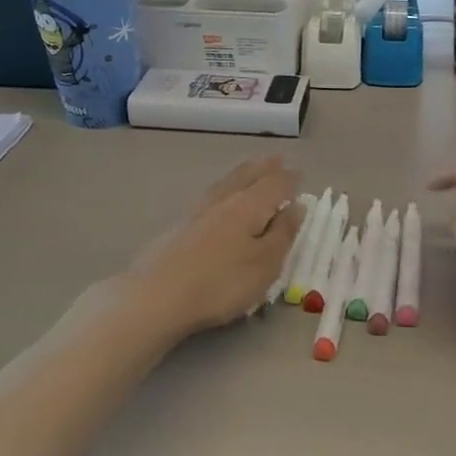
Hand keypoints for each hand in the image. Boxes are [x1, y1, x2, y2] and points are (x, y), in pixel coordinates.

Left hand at [118, 158, 303, 339]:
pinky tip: (219, 197)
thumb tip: (298, 206)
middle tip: (275, 159)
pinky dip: (223, 189)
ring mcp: (196, 212)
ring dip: (241, 174)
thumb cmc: (221, 283)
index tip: (299, 173)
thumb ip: (283, 233)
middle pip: (246, 177)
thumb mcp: (265, 263)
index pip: (274, 185)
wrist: (157, 296)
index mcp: (248, 206)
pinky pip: (209, 196)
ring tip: (250, 170)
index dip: (289, 179)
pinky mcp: (178, 227)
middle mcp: (222, 201)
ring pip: (224, 184)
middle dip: (263, 168)